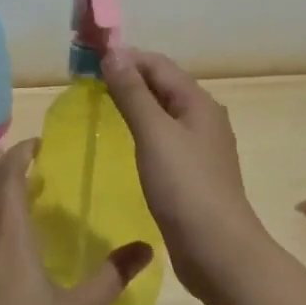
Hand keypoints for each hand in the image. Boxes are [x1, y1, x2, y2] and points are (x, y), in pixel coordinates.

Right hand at [101, 47, 271, 303]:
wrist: (218, 251)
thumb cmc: (185, 187)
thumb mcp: (154, 134)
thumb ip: (133, 93)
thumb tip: (114, 53)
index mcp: (198, 103)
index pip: (158, 65)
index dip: (126, 58)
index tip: (89, 61)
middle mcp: (203, 118)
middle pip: (162, 85)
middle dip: (128, 78)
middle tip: (88, 82)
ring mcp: (199, 148)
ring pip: (163, 112)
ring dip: (134, 104)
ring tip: (100, 107)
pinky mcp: (192, 173)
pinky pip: (163, 138)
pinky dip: (142, 130)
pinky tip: (124, 142)